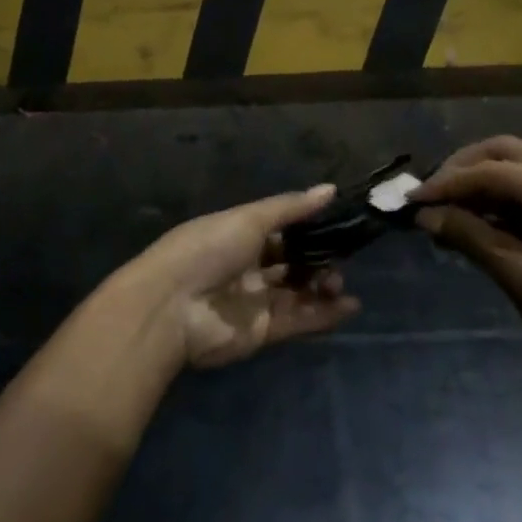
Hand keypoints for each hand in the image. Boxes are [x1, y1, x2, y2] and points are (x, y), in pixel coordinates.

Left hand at [125, 186, 361, 369]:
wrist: (172, 306)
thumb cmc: (208, 249)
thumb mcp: (249, 219)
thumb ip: (291, 208)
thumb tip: (330, 189)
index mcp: (239, 234)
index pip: (281, 230)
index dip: (308, 228)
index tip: (338, 225)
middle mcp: (247, 266)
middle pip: (291, 262)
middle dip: (317, 259)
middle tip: (340, 258)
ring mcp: (254, 300)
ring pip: (297, 292)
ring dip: (322, 286)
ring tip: (339, 282)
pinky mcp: (261, 332)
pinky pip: (297, 320)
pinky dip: (323, 315)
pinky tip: (349, 306)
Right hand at [412, 136, 521, 390]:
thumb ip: (472, 239)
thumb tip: (426, 216)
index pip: (487, 170)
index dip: (444, 183)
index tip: (409, 202)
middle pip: (503, 151)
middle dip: (462, 168)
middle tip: (430, 198)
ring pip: (520, 164)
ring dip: (483, 180)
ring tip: (450, 212)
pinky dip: (506, 195)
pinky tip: (485, 223)